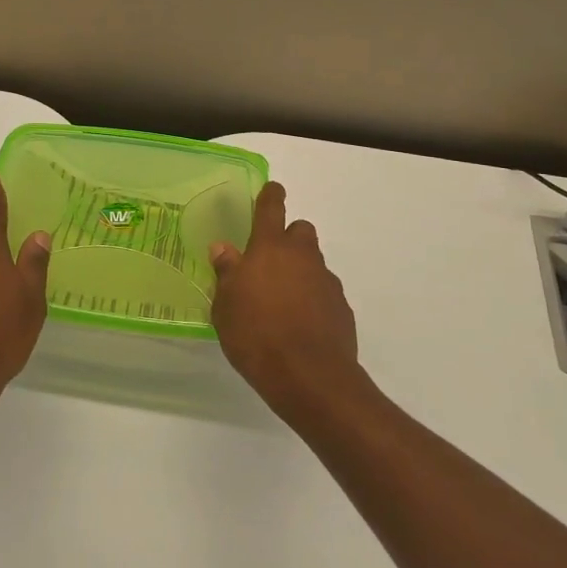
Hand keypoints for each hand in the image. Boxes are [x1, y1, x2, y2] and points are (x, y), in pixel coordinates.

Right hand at [210, 181, 364, 423]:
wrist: (310, 377)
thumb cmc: (256, 335)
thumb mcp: (226, 306)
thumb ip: (227, 273)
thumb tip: (223, 249)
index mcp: (269, 248)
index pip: (272, 207)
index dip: (270, 195)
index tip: (271, 190)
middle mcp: (302, 256)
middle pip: (301, 230)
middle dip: (288, 238)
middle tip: (270, 262)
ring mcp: (326, 281)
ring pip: (314, 263)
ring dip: (300, 271)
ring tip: (281, 301)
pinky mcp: (342, 308)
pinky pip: (324, 292)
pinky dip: (313, 299)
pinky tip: (300, 324)